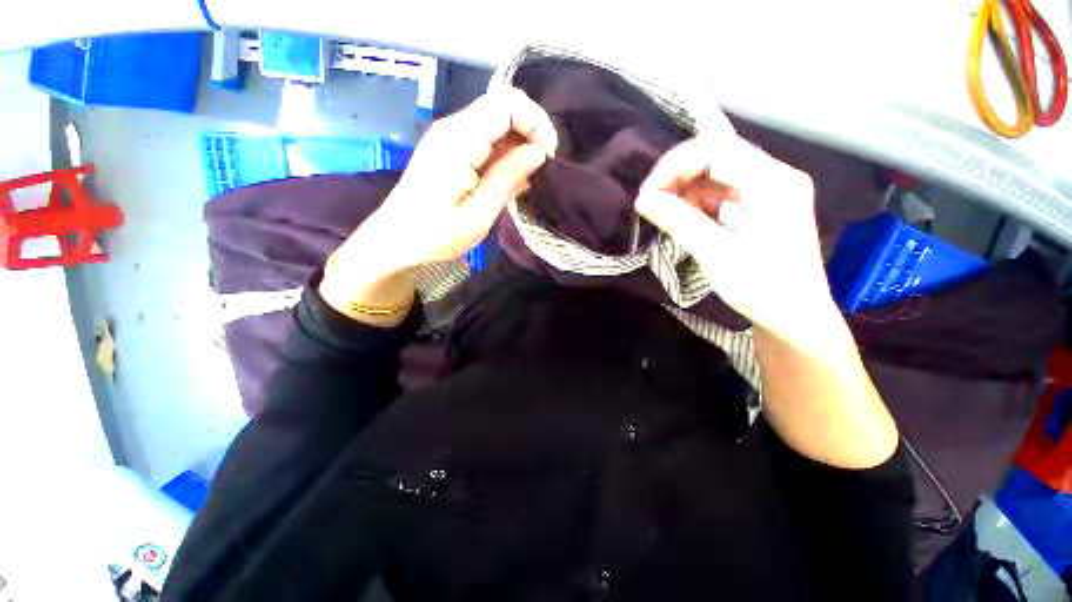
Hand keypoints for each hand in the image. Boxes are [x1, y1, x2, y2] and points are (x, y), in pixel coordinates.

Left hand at [320, 87, 557, 325]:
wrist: (395, 241)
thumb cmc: (435, 236)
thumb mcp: (478, 215)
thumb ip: (507, 179)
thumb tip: (538, 152)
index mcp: (458, 141)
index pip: (507, 103)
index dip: (535, 123)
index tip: (547, 158)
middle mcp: (453, 128)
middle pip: (504, 107)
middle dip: (531, 133)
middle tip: (541, 171)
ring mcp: (450, 137)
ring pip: (497, 123)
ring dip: (519, 146)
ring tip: (527, 180)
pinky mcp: (451, 149)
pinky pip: (487, 139)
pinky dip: (505, 154)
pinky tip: (510, 180)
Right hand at [638, 134, 897, 467]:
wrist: (800, 335)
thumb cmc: (768, 301)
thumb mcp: (719, 259)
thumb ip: (682, 222)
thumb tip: (645, 200)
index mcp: (770, 186)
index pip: (714, 149)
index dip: (673, 164)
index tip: (644, 195)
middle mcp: (770, 185)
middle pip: (711, 160)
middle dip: (672, 178)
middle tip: (646, 208)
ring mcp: (760, 202)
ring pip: (709, 180)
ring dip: (679, 194)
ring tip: (657, 219)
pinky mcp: (750, 220)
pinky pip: (712, 200)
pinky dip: (688, 207)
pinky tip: (676, 226)